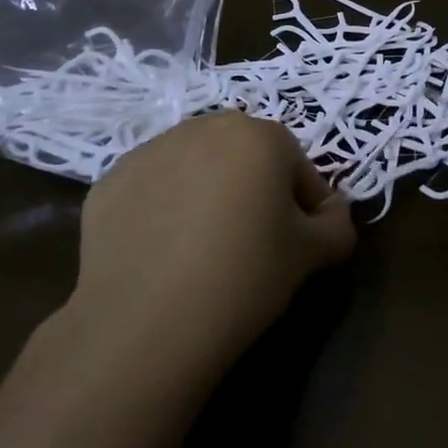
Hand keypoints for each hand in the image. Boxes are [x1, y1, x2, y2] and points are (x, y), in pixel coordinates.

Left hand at [69, 112, 357, 380]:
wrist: (147, 320)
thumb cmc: (245, 276)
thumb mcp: (312, 254)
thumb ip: (337, 224)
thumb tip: (333, 213)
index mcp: (259, 135)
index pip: (298, 168)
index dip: (305, 209)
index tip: (298, 247)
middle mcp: (203, 127)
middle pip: (245, 158)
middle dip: (255, 192)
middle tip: (252, 245)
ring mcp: (149, 151)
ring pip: (196, 169)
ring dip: (208, 195)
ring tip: (203, 251)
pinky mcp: (109, 181)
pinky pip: (153, 189)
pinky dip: (163, 210)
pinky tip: (163, 254)